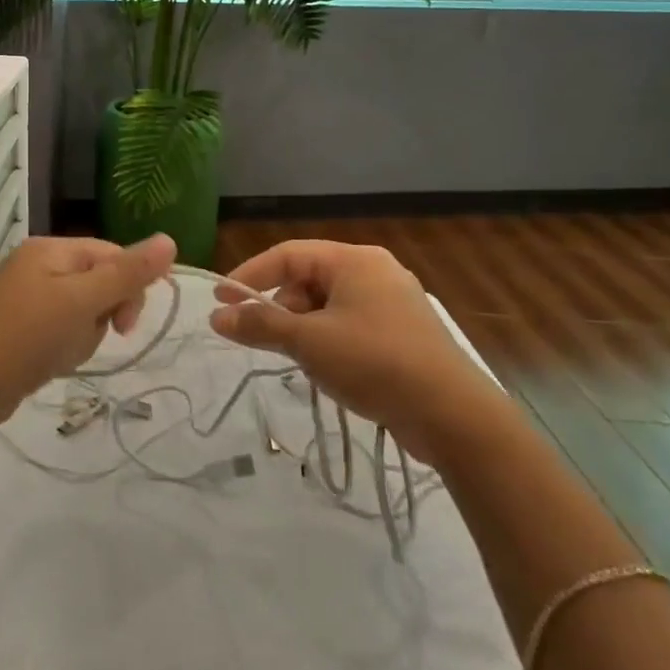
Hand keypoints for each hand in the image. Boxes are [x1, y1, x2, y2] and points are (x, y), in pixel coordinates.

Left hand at [0, 234, 177, 433]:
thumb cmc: (25, 337)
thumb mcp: (82, 302)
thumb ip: (127, 274)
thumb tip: (170, 240)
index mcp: (51, 250)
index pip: (111, 255)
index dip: (128, 287)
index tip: (126, 325)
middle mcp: (38, 266)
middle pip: (98, 283)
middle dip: (101, 316)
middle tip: (83, 338)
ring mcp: (26, 298)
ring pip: (82, 313)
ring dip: (82, 337)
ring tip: (60, 355)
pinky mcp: (20, 328)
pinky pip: (61, 332)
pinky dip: (63, 349)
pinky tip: (49, 364)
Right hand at [209, 240, 499, 446]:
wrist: (453, 414)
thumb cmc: (374, 362)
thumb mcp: (308, 342)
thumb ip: (260, 325)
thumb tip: (216, 316)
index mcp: (354, 260)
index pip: (287, 255)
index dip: (249, 275)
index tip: (220, 300)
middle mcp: (374, 271)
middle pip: (308, 280)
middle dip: (281, 309)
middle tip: (267, 340)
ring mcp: (393, 302)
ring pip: (329, 306)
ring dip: (305, 329)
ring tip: (305, 362)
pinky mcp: (403, 332)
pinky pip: (351, 324)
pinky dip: (330, 340)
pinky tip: (332, 370)